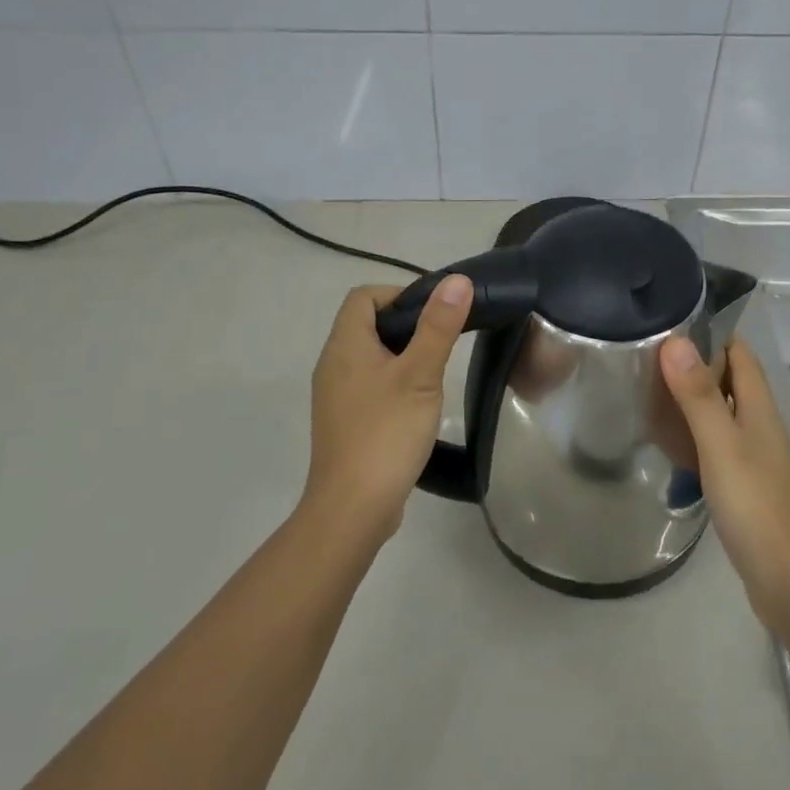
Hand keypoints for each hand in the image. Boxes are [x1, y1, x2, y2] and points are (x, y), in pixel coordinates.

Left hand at [306, 276, 472, 542]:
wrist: (353, 508)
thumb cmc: (386, 433)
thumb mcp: (420, 375)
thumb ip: (438, 327)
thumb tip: (457, 281)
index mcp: (344, 346)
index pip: (363, 297)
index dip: (398, 294)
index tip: (434, 312)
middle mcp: (333, 365)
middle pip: (367, 324)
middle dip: (406, 324)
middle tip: (442, 339)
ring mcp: (336, 396)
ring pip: (370, 357)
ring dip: (402, 354)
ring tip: (435, 371)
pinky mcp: (345, 421)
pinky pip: (369, 385)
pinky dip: (394, 382)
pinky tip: (418, 404)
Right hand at [660, 336, 789, 623]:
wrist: (789, 582)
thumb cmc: (755, 506)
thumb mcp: (721, 445)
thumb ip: (698, 395)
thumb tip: (676, 339)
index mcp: (760, 409)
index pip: (740, 354)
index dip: (711, 334)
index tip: (669, 324)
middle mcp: (760, 426)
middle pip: (729, 381)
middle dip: (694, 366)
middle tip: (646, 359)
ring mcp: (754, 457)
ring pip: (721, 414)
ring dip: (691, 401)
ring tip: (648, 394)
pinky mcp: (745, 485)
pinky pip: (716, 445)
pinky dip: (693, 435)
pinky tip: (669, 444)